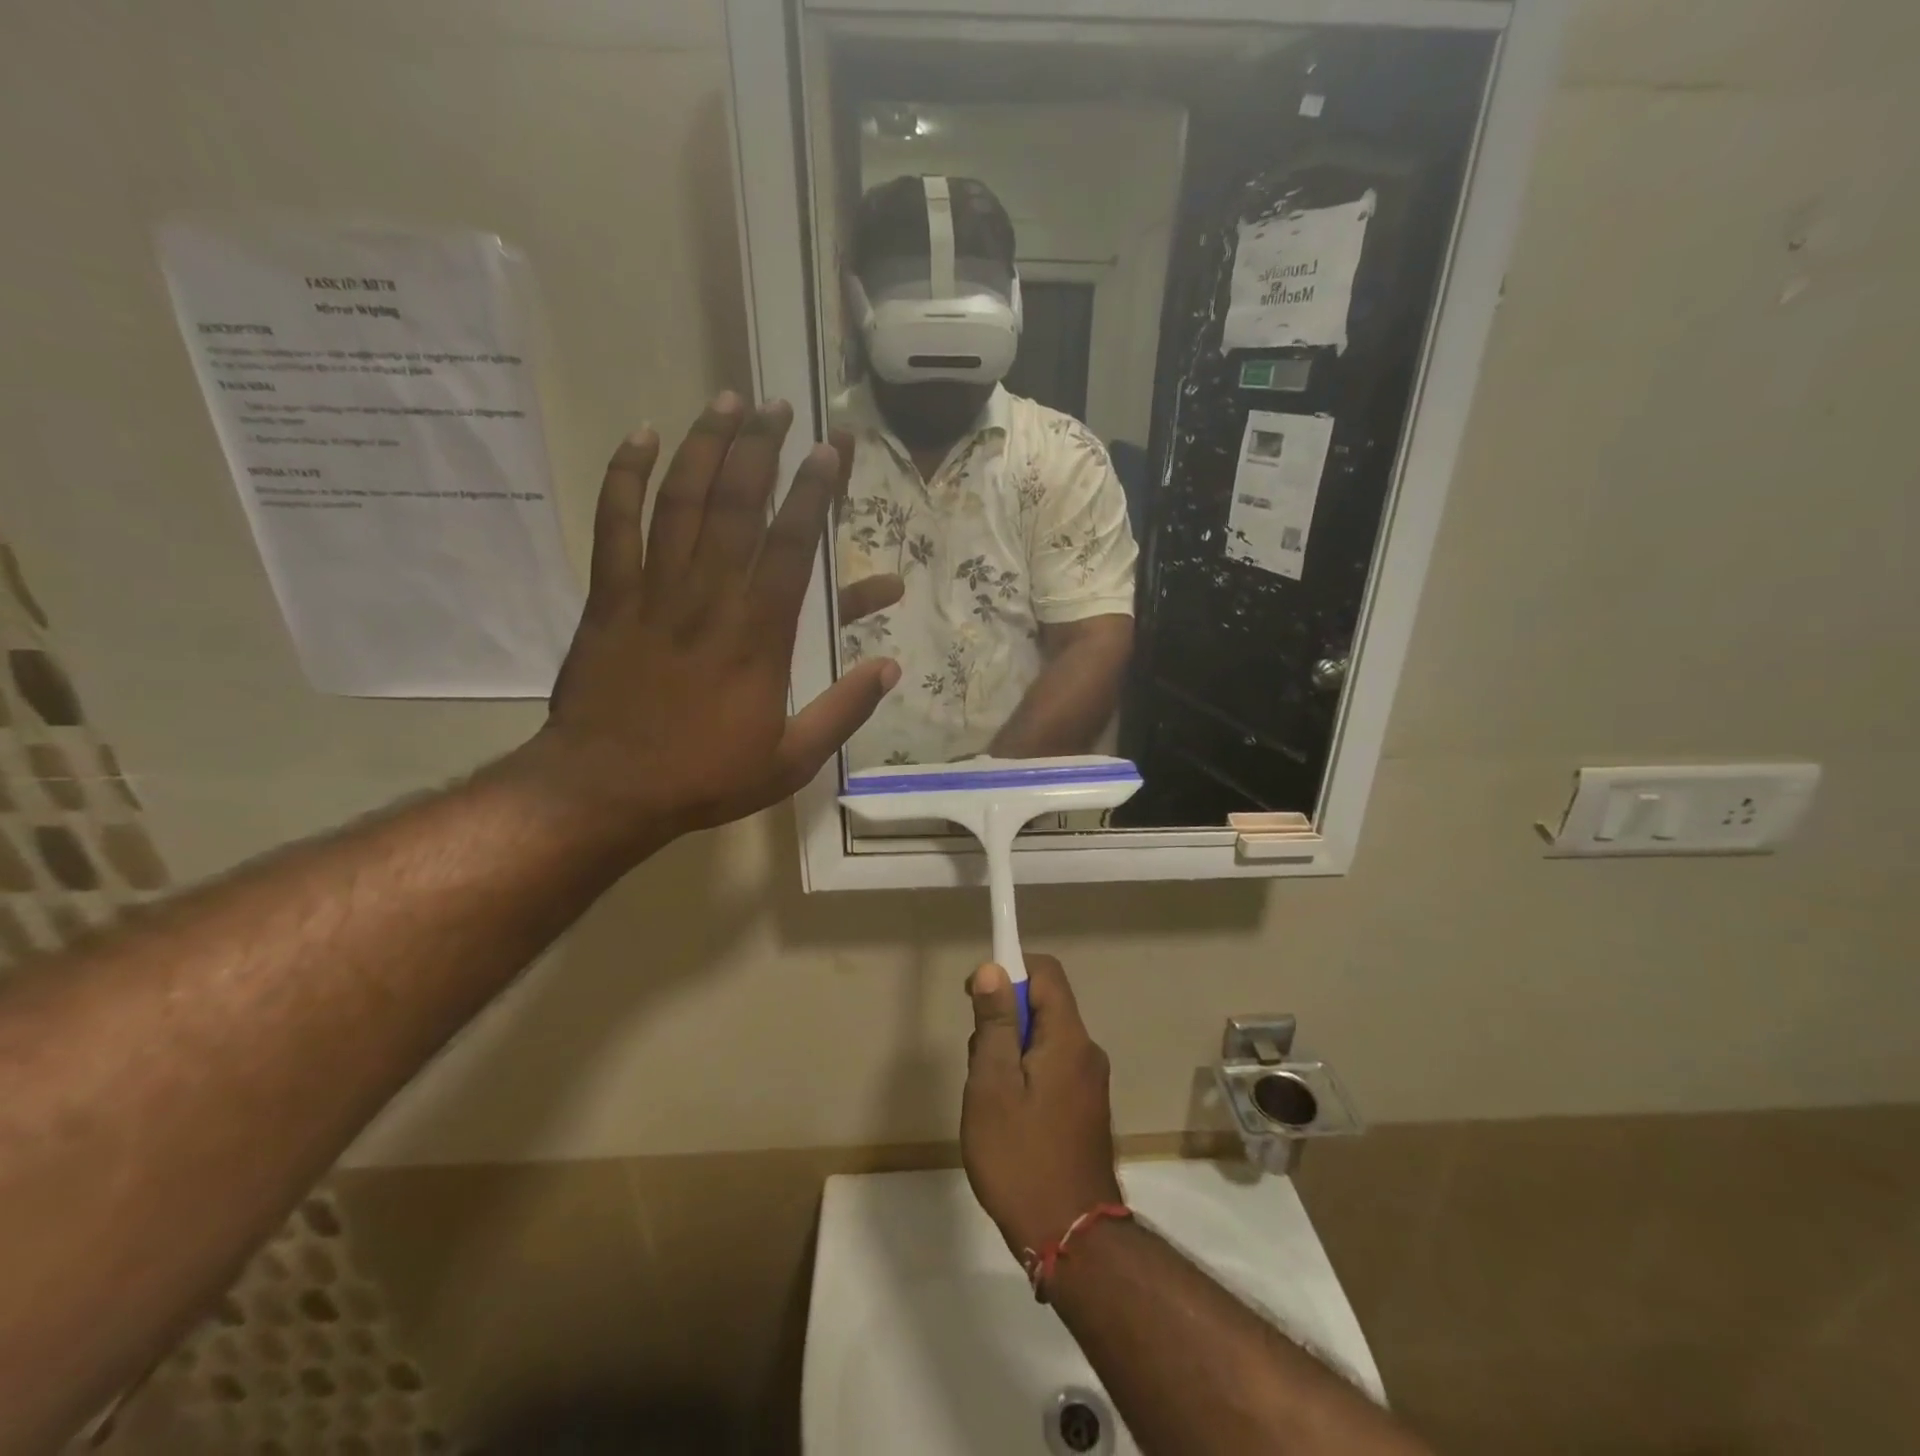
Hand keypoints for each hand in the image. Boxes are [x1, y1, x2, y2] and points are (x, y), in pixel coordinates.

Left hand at [525, 394, 900, 850]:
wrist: (606, 789)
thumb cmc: (705, 776)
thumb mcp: (792, 760)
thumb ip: (844, 711)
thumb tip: (890, 668)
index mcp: (760, 635)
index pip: (794, 544)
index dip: (815, 492)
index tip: (831, 450)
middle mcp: (710, 596)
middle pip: (738, 504)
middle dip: (762, 448)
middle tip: (779, 407)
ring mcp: (653, 590)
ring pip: (681, 500)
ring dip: (706, 445)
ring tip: (726, 400)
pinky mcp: (608, 596)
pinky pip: (614, 523)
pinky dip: (625, 476)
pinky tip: (640, 437)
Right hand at [962, 955, 1123, 1256]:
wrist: (1072, 1239)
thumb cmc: (1021, 1158)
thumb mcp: (993, 1086)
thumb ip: (994, 1023)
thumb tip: (993, 968)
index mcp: (1068, 1039)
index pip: (1046, 972)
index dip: (1009, 969)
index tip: (976, 995)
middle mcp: (1086, 1052)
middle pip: (1043, 1007)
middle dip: (1004, 1021)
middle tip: (979, 1067)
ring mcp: (1090, 1082)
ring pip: (1043, 1041)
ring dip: (1010, 1054)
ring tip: (990, 1101)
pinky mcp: (1086, 1108)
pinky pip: (1052, 1069)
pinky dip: (1025, 1077)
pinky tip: (1008, 1119)